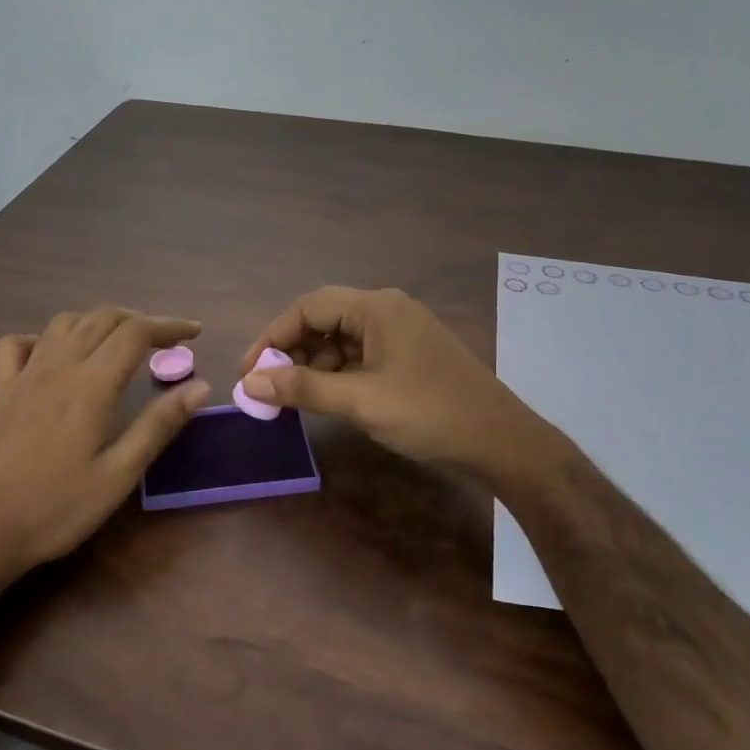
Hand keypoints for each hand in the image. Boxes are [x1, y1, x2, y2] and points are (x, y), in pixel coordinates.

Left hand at [0, 307, 210, 595]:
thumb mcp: (118, 476)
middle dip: (139, 321)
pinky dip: (43, 338)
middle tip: (164, 343)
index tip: (194, 333)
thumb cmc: (56, 510)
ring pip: (64, 323)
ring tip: (119, 344)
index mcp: (90, 386)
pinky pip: (17, 343)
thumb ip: (158, 426)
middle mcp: (57, 367)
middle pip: (102, 318)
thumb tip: (201, 386)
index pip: (135, 333)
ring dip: (98, 322)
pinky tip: (55, 357)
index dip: (169, 326)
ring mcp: (23, 375)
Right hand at [237, 287, 544, 476]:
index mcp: (376, 307)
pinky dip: (337, 374)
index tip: (249, 372)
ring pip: (340, 339)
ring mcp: (400, 332)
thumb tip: (249, 383)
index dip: (272, 337)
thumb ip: (302, 388)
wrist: (500, 442)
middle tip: (268, 387)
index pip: (307, 307)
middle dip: (291, 351)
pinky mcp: (408, 355)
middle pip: (323, 319)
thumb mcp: (360, 400)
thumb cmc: (428, 413)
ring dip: (312, 365)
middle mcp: (386, 310)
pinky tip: (326, 399)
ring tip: (293, 398)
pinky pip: (360, 355)